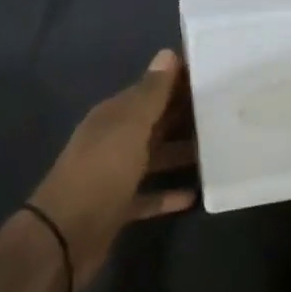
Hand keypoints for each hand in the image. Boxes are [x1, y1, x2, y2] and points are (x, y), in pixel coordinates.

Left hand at [27, 49, 196, 289]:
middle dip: (185, 115)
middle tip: (226, 111)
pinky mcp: (118, 208)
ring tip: (217, 150)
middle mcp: (114, 139)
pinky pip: (149, 195)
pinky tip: (194, 195)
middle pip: (155, 122)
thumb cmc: (101, 172)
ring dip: (181, 153)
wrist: (64, 237)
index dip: (178, 80)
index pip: (151, 89)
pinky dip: (168, 194)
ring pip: (155, 157)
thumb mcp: (130, 126)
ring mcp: (115, 174)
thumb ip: (151, 93)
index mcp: (115, 115)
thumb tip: (168, 53)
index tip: (214, 75)